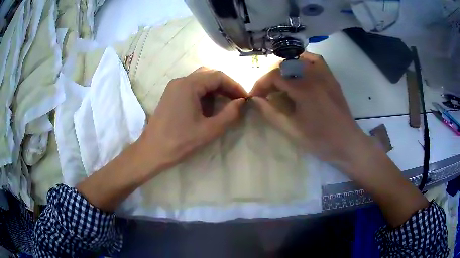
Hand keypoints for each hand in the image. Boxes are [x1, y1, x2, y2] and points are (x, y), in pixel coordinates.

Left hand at [140, 67, 247, 172]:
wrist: (152, 151)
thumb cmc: (180, 142)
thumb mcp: (209, 130)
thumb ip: (229, 114)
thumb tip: (241, 102)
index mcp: (188, 85)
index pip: (217, 76)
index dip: (234, 85)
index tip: (245, 98)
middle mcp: (180, 81)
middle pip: (208, 75)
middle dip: (225, 86)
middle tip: (237, 99)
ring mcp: (173, 87)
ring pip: (200, 80)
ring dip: (215, 89)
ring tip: (226, 103)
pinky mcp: (170, 95)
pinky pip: (191, 88)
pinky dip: (204, 94)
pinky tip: (210, 107)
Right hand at [250, 52, 369, 168]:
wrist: (347, 144)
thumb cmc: (320, 141)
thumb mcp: (292, 130)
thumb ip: (271, 113)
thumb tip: (254, 100)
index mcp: (304, 89)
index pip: (274, 76)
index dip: (260, 84)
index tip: (254, 96)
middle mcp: (314, 76)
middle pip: (285, 65)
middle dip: (271, 76)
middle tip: (266, 92)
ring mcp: (325, 75)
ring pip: (299, 59)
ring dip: (285, 68)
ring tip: (281, 81)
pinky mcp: (332, 78)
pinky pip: (316, 60)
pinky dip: (304, 61)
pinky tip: (300, 71)